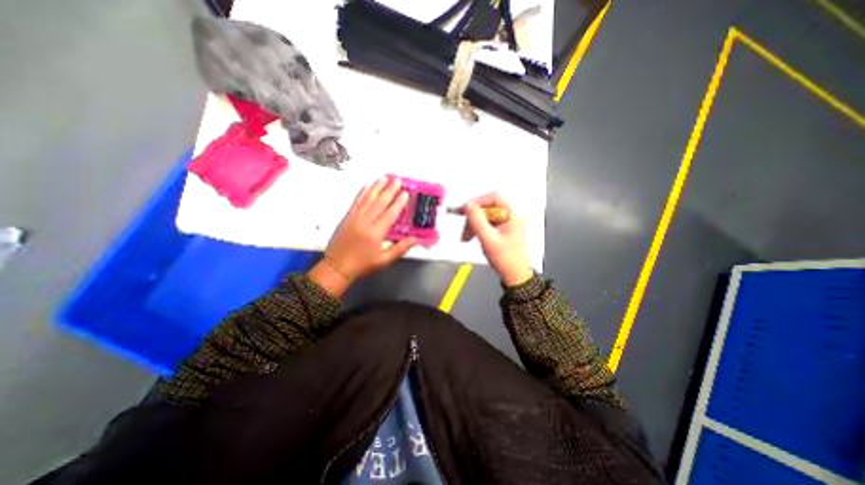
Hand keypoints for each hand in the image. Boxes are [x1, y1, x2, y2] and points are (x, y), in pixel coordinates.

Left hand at [309, 176, 416, 294]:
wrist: (336, 267)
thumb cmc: (362, 265)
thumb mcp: (384, 260)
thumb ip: (400, 248)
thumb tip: (415, 239)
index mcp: (376, 233)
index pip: (390, 214)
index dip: (398, 203)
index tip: (405, 193)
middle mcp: (365, 222)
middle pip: (379, 202)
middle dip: (389, 190)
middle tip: (397, 180)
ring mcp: (354, 218)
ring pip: (367, 199)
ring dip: (377, 187)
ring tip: (384, 177)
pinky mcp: (346, 217)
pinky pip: (356, 201)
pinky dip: (362, 192)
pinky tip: (367, 185)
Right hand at [463, 192, 530, 284]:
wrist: (513, 275)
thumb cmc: (504, 258)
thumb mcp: (488, 239)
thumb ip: (477, 221)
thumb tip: (468, 205)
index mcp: (511, 215)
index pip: (494, 198)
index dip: (479, 201)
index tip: (465, 209)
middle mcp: (508, 216)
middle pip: (487, 207)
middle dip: (473, 217)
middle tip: (463, 227)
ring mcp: (503, 223)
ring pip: (483, 216)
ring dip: (472, 224)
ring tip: (465, 237)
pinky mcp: (499, 230)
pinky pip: (484, 224)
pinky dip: (476, 229)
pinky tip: (471, 237)